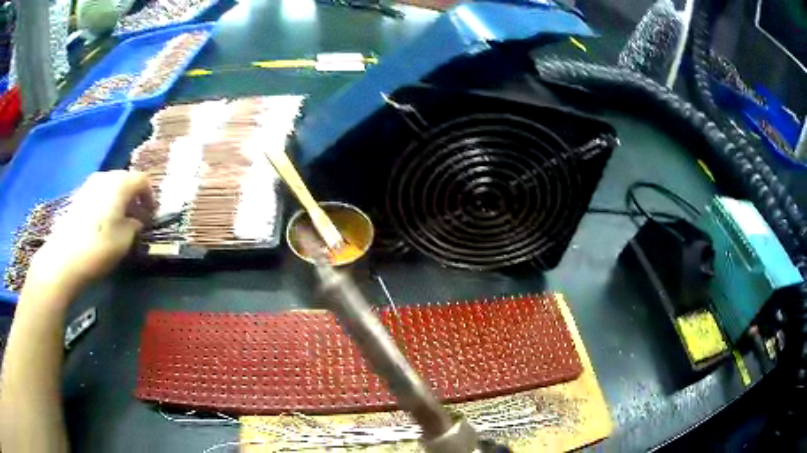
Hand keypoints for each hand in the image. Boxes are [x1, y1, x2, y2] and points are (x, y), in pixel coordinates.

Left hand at [23, 171, 155, 300]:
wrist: (64, 257)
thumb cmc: (99, 247)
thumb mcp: (125, 240)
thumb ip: (134, 225)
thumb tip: (135, 220)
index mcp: (120, 183)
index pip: (142, 181)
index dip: (150, 196)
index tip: (152, 215)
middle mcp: (105, 176)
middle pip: (125, 180)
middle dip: (134, 197)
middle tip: (137, 218)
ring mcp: (89, 184)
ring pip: (110, 186)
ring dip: (119, 200)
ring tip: (119, 221)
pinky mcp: (78, 195)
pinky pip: (98, 193)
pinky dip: (105, 203)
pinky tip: (102, 222)